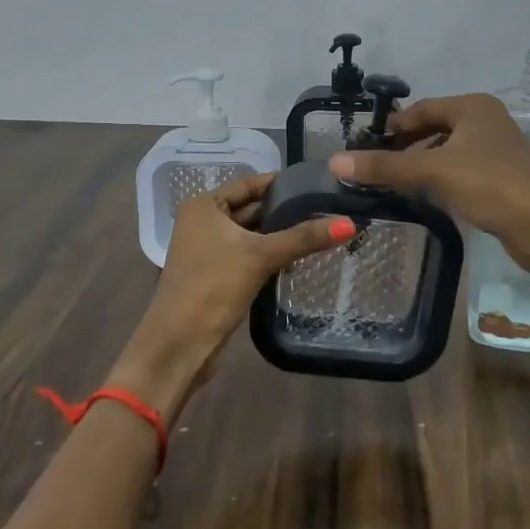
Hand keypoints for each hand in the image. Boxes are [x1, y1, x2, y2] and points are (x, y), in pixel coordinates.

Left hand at [114, 173, 353, 419]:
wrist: (179, 345)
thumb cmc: (212, 288)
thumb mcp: (260, 256)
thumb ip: (304, 238)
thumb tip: (350, 224)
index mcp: (204, 206)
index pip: (250, 184)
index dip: (283, 184)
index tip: (319, 184)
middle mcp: (203, 222)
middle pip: (253, 209)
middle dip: (286, 212)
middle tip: (328, 209)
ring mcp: (209, 250)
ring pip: (253, 234)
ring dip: (281, 236)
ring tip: (322, 231)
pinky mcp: (218, 275)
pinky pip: (250, 255)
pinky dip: (271, 255)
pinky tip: (299, 260)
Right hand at [328, 94, 529, 276]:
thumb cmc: (491, 185)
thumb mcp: (433, 171)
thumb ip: (385, 166)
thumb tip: (335, 161)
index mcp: (473, 107)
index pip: (420, 109)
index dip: (391, 127)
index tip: (362, 148)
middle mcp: (486, 120)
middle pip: (433, 128)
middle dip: (404, 147)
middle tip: (372, 168)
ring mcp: (496, 149)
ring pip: (446, 151)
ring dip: (420, 164)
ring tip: (391, 184)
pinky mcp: (500, 177)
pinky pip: (459, 170)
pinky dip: (439, 179)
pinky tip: (423, 197)